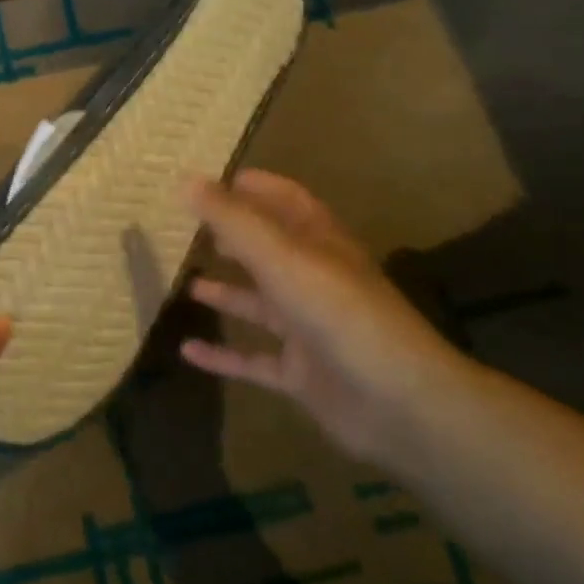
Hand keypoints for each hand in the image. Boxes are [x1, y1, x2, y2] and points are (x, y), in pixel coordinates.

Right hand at [181, 170, 469, 464]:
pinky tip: (187, 351)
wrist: (398, 402)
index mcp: (319, 243)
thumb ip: (232, 220)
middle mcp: (313, 279)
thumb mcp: (281, 257)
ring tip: (184, 282)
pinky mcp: (301, 373)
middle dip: (232, 236)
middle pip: (268, 249)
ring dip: (225, 292)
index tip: (210, 180)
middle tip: (188, 228)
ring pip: (259, 303)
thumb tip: (184, 181)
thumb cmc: (338, 313)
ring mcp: (308, 328)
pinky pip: (253, 358)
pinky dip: (221, 356)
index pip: (286, 200)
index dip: (254, 186)